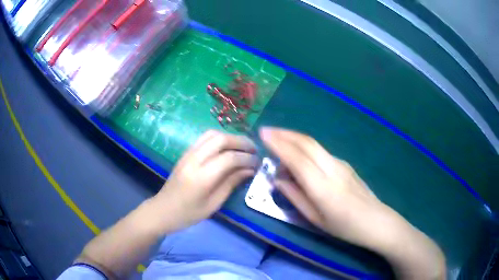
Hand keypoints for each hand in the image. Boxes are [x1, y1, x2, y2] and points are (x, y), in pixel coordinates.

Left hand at [150, 130, 257, 233]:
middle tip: (253, 150)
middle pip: (220, 139)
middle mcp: (194, 160)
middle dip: (240, 141)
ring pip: (212, 134)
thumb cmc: (188, 214)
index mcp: (202, 177)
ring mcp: (188, 154)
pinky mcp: (185, 153)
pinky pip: (204, 138)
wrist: (162, 210)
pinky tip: (227, 148)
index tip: (258, 162)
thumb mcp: (214, 204)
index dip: (247, 158)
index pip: (229, 158)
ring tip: (242, 147)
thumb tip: (250, 169)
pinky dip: (219, 139)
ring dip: (230, 137)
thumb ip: (231, 183)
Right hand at [260, 127, 444, 278]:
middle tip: (267, 131)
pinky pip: (321, 151)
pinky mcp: (345, 164)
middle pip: (306, 143)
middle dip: (285, 134)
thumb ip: (295, 197)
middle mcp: (332, 168)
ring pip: (314, 144)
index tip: (263, 134)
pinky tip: (298, 152)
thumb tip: (278, 179)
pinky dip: (305, 146)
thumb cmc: (345, 227)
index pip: (296, 158)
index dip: (279, 144)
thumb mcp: (315, 219)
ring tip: (278, 138)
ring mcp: (341, 163)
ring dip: (294, 137)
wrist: (376, 221)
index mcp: (322, 187)